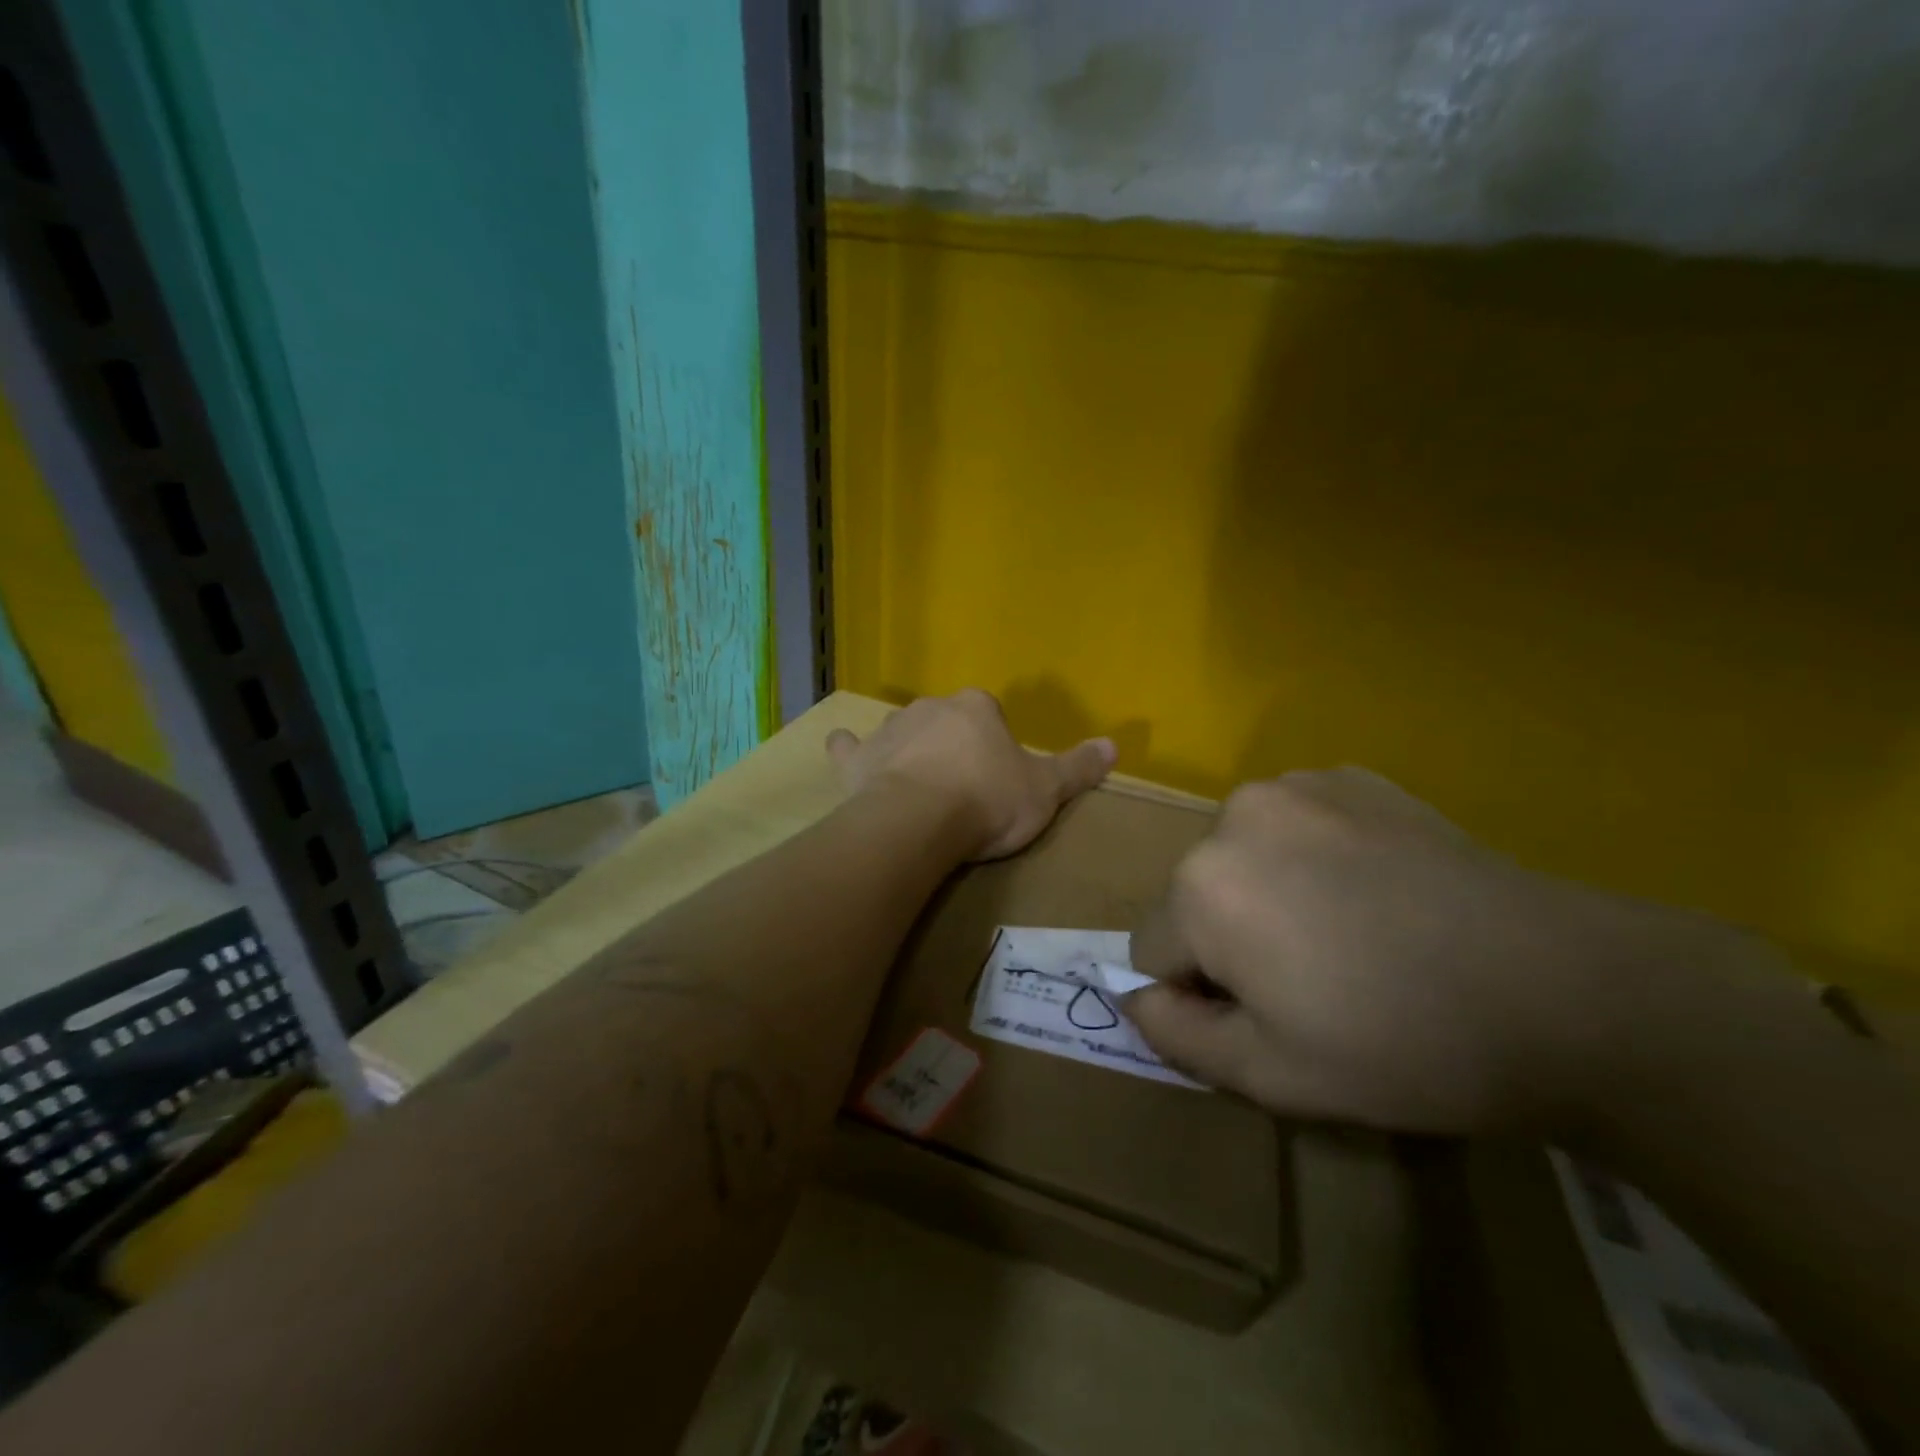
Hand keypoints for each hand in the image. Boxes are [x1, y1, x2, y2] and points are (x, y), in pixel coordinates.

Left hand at [827, 690, 1116, 860]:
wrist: (922, 820)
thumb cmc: (988, 801)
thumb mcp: (1046, 790)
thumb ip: (1078, 767)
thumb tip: (1114, 745)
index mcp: (976, 707)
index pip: (989, 714)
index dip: (994, 745)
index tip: (997, 777)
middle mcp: (931, 707)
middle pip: (945, 721)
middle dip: (952, 745)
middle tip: (962, 787)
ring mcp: (890, 730)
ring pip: (903, 731)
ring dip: (910, 749)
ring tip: (918, 786)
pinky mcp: (858, 758)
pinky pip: (849, 746)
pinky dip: (849, 750)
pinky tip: (847, 753)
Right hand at [1125, 768, 1733, 1135]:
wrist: (1567, 989)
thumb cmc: (1403, 1043)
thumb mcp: (1273, 1075)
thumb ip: (1178, 1036)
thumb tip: (1135, 997)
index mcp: (1201, 886)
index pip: (1152, 949)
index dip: (1202, 994)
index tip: (1271, 1015)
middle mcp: (1232, 816)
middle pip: (1195, 894)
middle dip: (1231, 937)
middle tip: (1317, 979)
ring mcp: (1295, 785)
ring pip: (1242, 854)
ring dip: (1267, 890)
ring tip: (1351, 931)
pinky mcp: (1351, 777)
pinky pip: (1295, 823)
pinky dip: (1313, 855)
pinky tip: (1380, 890)